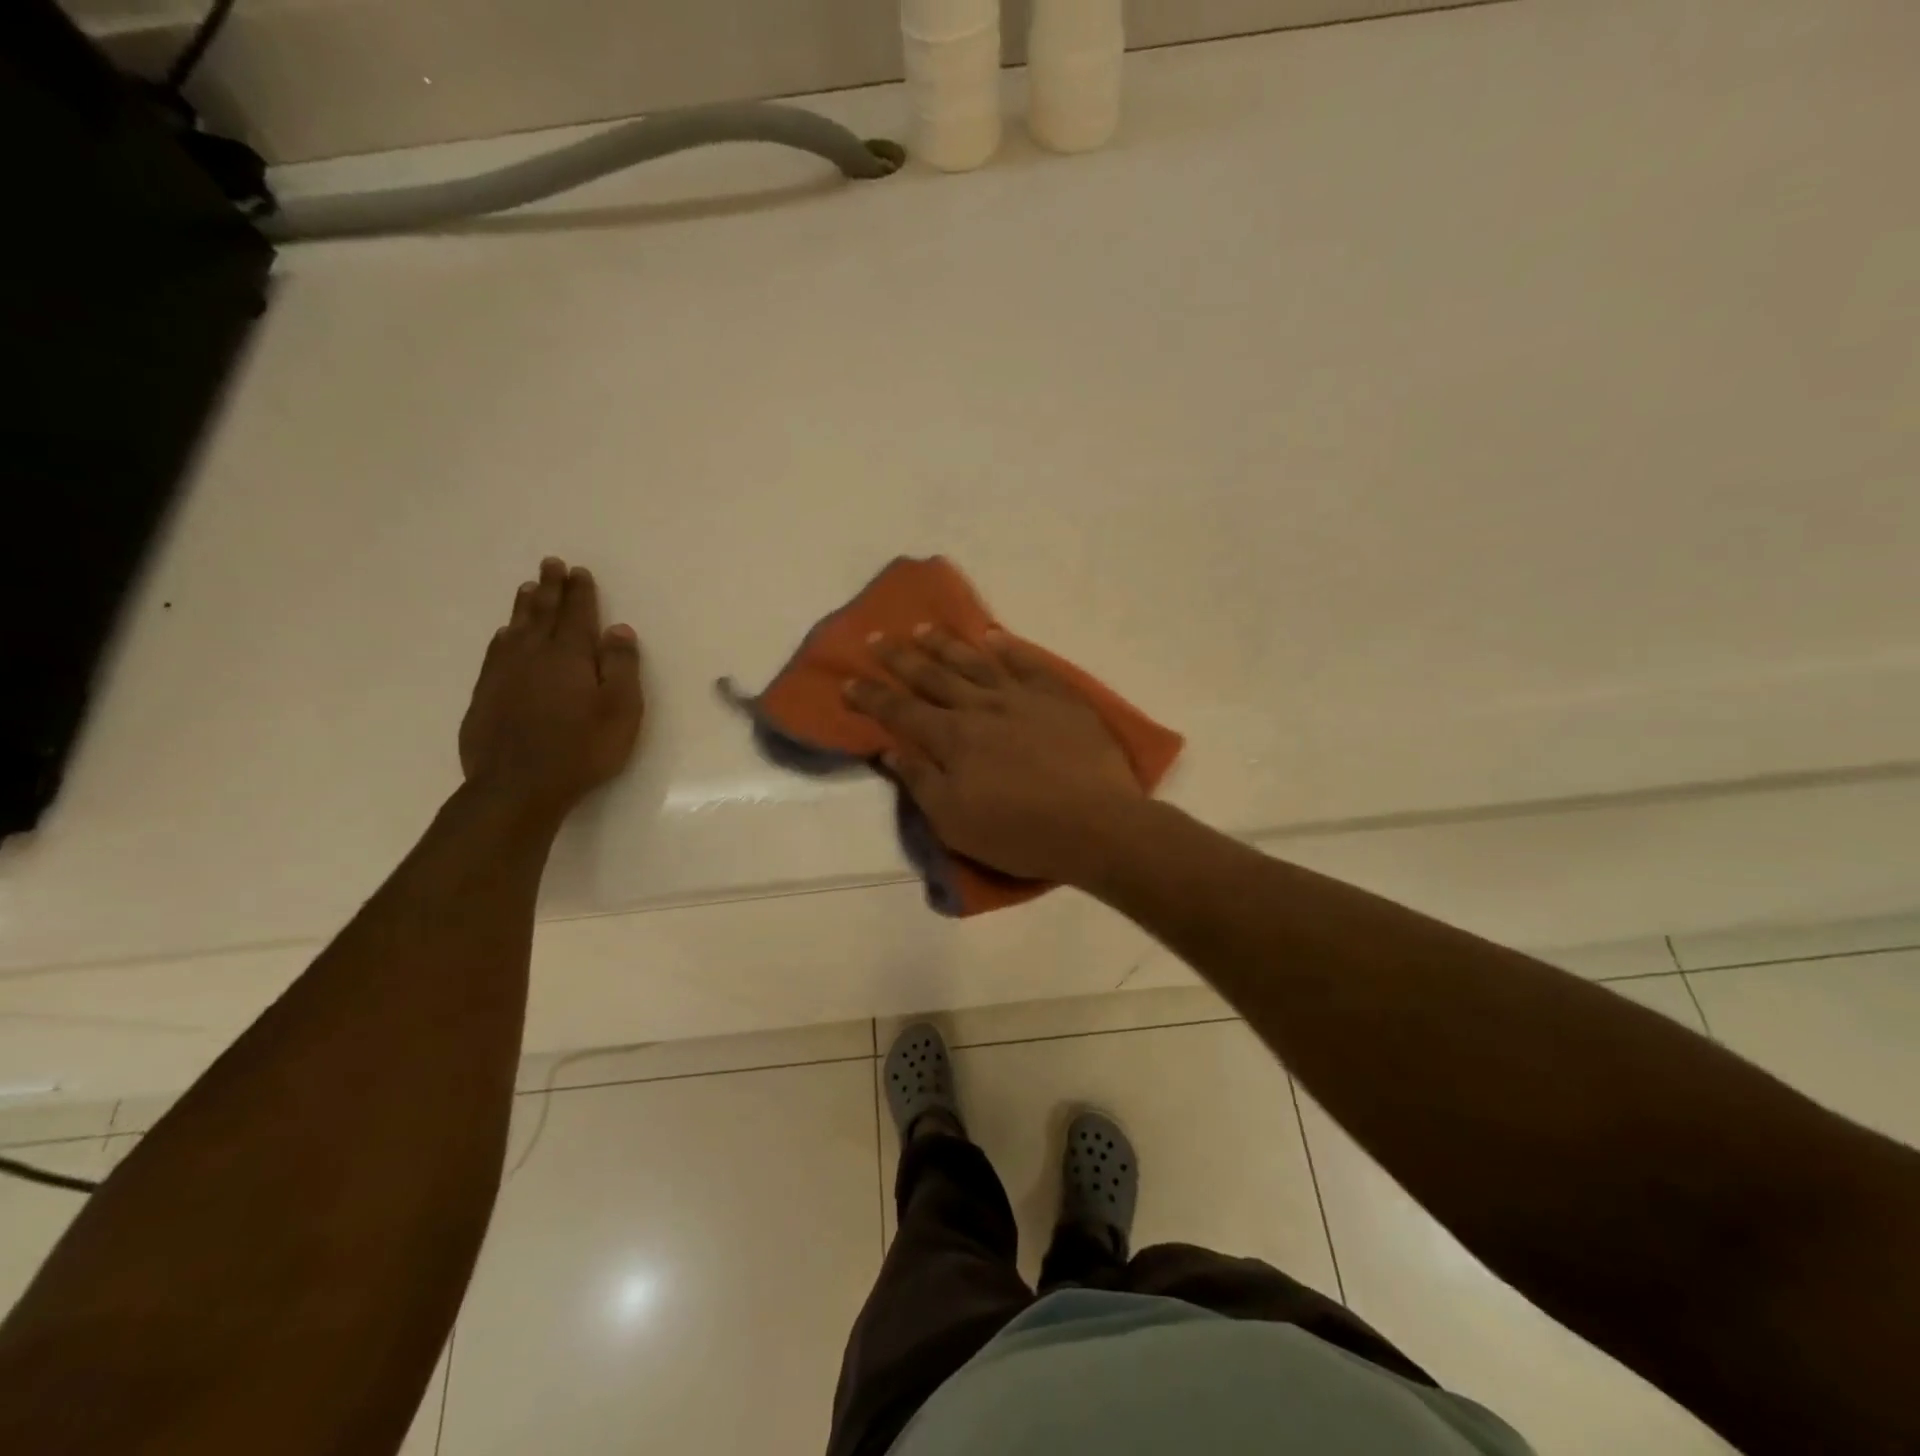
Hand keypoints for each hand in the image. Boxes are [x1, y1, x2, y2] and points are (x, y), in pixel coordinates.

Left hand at [459, 558, 644, 823]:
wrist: (517, 786)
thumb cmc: (582, 749)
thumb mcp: (621, 710)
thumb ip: (621, 667)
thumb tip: (618, 629)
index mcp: (569, 656)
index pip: (577, 615)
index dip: (580, 592)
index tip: (579, 571)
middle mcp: (533, 655)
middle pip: (542, 614)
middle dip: (550, 588)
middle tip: (550, 564)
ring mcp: (504, 674)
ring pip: (515, 629)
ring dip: (525, 606)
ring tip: (528, 588)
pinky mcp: (485, 695)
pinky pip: (495, 652)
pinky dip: (503, 636)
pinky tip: (504, 634)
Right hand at [844, 627, 1143, 884]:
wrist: (1096, 824)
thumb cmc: (1019, 832)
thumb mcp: (955, 822)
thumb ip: (920, 782)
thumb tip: (889, 750)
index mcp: (952, 739)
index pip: (901, 711)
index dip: (872, 697)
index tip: (848, 681)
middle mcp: (981, 707)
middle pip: (933, 676)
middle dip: (899, 657)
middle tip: (875, 637)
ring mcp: (1022, 697)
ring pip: (975, 661)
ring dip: (945, 643)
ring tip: (922, 628)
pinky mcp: (1058, 697)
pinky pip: (1028, 662)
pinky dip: (1008, 647)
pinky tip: (993, 636)